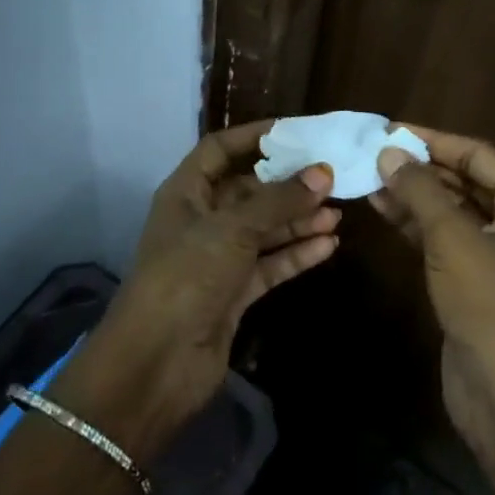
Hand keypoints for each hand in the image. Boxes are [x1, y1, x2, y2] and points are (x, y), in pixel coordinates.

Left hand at [83, 121, 340, 453]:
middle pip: (249, 190)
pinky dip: (296, 254)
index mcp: (186, 193)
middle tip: (331, 176)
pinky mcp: (233, 293)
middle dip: (288, 184)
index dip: (254, 136)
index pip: (220, 149)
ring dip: (298, 220)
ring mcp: (218, 258)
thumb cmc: (186, 276)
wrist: (156, 364)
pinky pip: (270, 263)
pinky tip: (329, 245)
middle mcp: (202, 220)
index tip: (296, 130)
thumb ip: (279, 200)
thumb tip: (323, 173)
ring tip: (338, 213)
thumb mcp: (233, 229)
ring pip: (264, 229)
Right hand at [372, 129, 494, 458]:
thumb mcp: (452, 238)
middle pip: (464, 180)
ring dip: (412, 194)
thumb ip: (419, 190)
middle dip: (420, 168)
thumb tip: (388, 151)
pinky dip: (414, 223)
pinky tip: (381, 208)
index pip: (478, 154)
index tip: (390, 130)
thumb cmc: (491, 304)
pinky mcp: (474, 280)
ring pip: (450, 209)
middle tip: (372, 153)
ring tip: (368, 177)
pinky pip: (442, 238)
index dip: (433, 140)